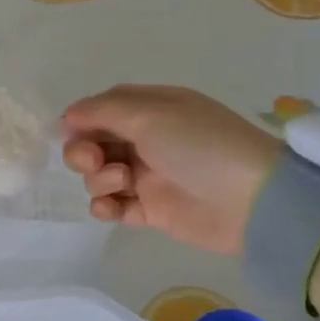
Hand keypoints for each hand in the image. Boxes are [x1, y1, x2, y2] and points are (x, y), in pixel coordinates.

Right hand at [61, 85, 280, 254]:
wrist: (252, 200)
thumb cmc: (200, 145)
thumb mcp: (151, 114)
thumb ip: (103, 111)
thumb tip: (67, 115)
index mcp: (151, 108)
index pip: (103, 108)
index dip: (82, 119)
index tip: (70, 132)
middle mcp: (147, 140)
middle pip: (95, 142)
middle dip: (84, 151)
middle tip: (94, 160)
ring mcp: (149, 176)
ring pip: (100, 175)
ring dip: (99, 178)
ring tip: (125, 182)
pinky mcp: (152, 211)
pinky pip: (114, 207)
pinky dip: (105, 207)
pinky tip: (113, 207)